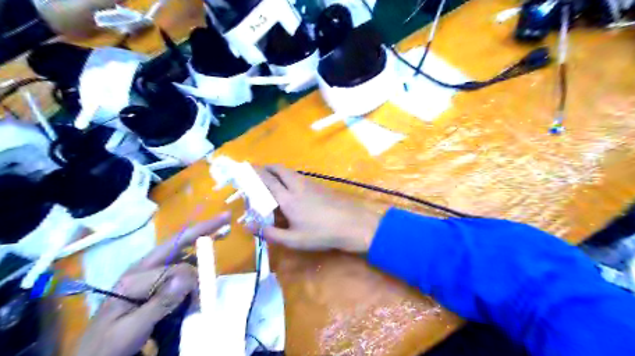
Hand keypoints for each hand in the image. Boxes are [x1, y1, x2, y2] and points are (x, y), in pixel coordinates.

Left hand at [75, 212, 231, 354]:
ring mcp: (150, 274)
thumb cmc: (108, 346)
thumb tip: (188, 276)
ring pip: (181, 252)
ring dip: (200, 244)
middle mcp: (143, 268)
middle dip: (202, 231)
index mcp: (134, 277)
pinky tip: (204, 256)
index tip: (209, 282)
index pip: (175, 267)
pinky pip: (180, 263)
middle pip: (178, 243)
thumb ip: (159, 303)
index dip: (194, 275)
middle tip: (225, 218)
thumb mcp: (130, 330)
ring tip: (220, 234)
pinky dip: (196, 258)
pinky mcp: (155, 282)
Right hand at [254, 165, 381, 253]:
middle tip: (258, 173)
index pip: (266, 180)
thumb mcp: (294, 240)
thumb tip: (248, 226)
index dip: (254, 173)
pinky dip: (289, 177)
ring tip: (272, 181)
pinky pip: (299, 177)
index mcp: (287, 198)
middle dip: (266, 168)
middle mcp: (297, 186)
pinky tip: (291, 189)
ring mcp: (310, 184)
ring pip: (290, 172)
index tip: (245, 169)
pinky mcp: (320, 186)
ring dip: (278, 172)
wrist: (352, 224)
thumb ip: (270, 233)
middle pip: (279, 169)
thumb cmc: (321, 234)